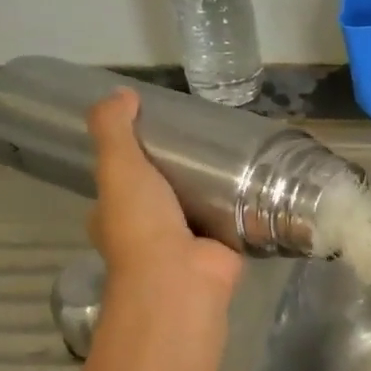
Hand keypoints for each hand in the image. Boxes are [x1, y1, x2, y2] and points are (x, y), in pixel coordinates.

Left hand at [87, 90, 242, 301]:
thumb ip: (113, 129)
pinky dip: (240, 202)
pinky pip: (230, 218)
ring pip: (197, 205)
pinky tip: (257, 178)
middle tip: (203, 138)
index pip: (120, 182)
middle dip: (179, 171)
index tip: (156, 130)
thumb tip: (121, 93)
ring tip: (233, 151)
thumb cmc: (141, 223)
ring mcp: (185, 243)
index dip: (132, 156)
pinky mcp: (220, 247)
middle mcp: (147, 232)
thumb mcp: (118, 166)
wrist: (181, 277)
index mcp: (114, 216)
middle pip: (163, 192)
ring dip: (212, 187)